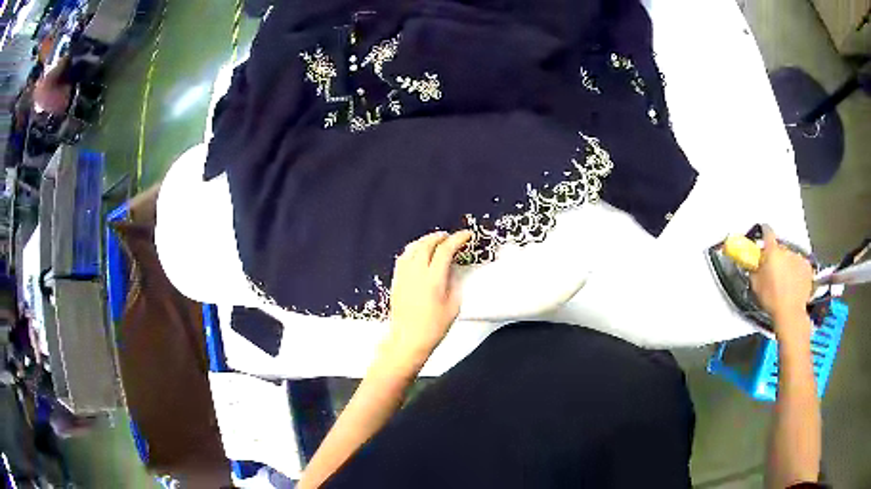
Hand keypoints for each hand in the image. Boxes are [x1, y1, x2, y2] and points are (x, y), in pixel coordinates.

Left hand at [384, 230, 472, 365]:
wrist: (408, 340)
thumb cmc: (434, 327)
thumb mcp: (453, 306)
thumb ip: (453, 284)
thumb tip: (452, 272)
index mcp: (434, 279)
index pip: (445, 250)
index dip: (457, 239)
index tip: (466, 235)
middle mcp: (417, 273)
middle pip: (427, 244)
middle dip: (440, 237)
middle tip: (449, 237)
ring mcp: (404, 275)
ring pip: (412, 248)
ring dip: (425, 241)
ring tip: (434, 242)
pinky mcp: (396, 281)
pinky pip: (403, 258)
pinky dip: (413, 250)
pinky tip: (417, 254)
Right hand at [750, 225, 813, 338]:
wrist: (790, 313)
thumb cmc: (771, 299)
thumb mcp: (756, 285)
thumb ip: (755, 269)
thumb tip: (754, 263)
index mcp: (772, 251)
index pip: (767, 231)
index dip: (764, 232)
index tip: (763, 234)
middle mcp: (786, 249)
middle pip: (780, 247)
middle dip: (777, 255)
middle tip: (774, 270)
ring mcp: (799, 257)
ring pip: (791, 256)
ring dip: (788, 263)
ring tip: (786, 280)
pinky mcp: (807, 267)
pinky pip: (801, 265)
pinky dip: (798, 271)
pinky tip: (795, 283)